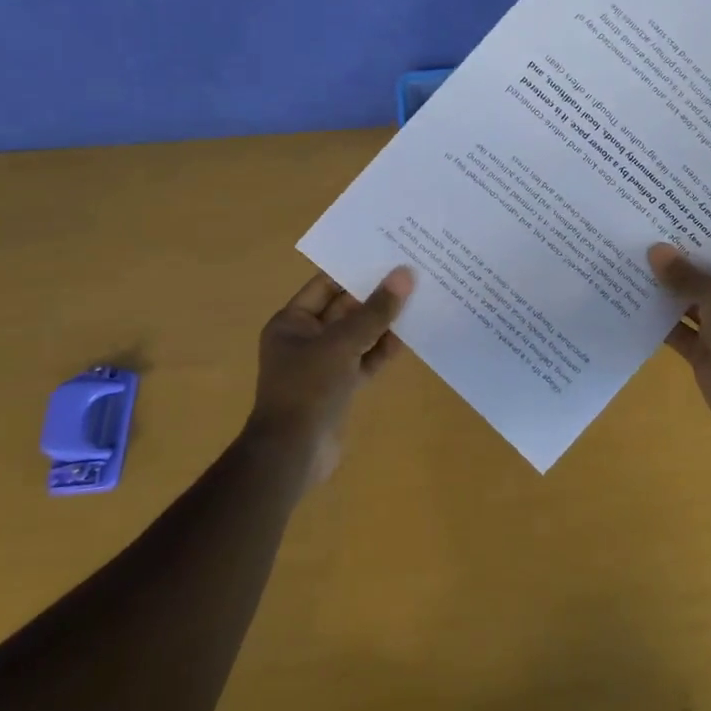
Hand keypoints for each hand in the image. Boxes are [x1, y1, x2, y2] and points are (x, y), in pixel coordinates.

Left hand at [248, 267, 413, 486]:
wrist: (293, 454)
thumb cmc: (308, 389)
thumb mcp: (342, 344)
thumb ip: (375, 311)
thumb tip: (404, 275)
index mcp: (292, 322)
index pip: (325, 285)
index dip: (355, 270)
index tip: (388, 255)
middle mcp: (305, 339)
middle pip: (344, 309)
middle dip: (375, 295)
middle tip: (411, 275)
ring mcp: (323, 365)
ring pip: (358, 335)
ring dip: (383, 323)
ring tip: (418, 300)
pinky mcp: (340, 388)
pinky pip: (364, 360)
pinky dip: (383, 351)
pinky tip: (410, 338)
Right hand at [648, 244, 710, 443]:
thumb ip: (687, 275)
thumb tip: (656, 250)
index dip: (704, 238)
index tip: (671, 219)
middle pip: (707, 278)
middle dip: (678, 262)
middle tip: (641, 236)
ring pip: (689, 305)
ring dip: (665, 291)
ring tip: (630, 263)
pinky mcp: (704, 355)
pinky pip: (678, 333)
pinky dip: (658, 322)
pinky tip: (631, 302)